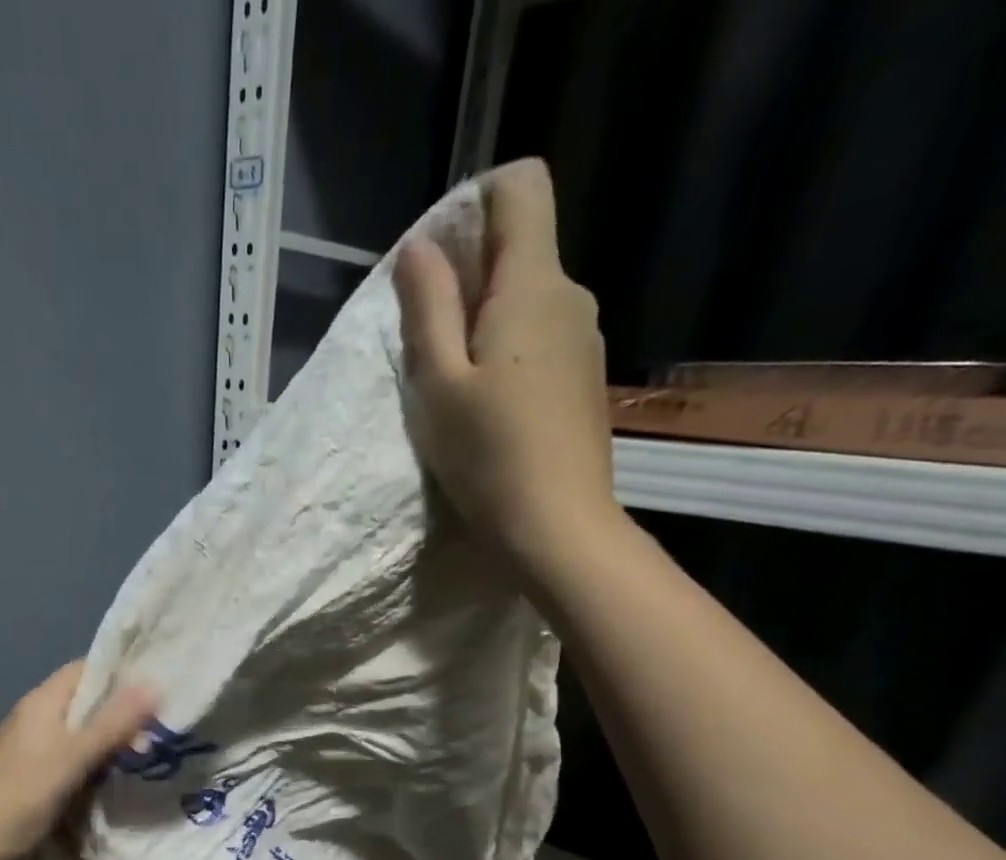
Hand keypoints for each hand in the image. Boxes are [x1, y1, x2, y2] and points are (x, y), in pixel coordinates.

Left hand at [0, 661, 157, 859]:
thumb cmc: (18, 798)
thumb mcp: (71, 758)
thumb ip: (112, 724)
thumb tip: (155, 684)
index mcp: (44, 703)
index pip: (89, 669)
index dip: (123, 672)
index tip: (162, 685)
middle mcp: (40, 719)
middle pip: (89, 702)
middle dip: (126, 711)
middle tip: (166, 728)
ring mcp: (37, 750)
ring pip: (85, 734)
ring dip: (115, 741)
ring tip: (155, 752)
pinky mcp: (38, 778)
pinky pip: (77, 760)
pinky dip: (100, 765)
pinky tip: (122, 778)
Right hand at [394, 158, 623, 579]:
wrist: (557, 527)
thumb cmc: (488, 455)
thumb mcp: (438, 383)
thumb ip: (428, 307)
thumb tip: (420, 248)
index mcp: (534, 284)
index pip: (521, 186)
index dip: (474, 203)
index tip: (436, 262)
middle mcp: (571, 296)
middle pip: (522, 246)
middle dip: (469, 274)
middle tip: (428, 341)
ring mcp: (585, 339)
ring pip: (529, 298)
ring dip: (485, 321)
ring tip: (454, 385)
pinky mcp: (584, 378)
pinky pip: (541, 338)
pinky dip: (508, 352)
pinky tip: (489, 407)